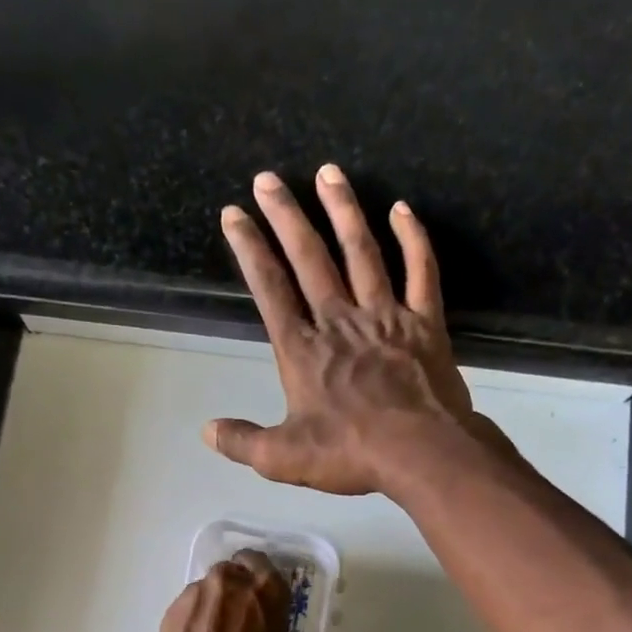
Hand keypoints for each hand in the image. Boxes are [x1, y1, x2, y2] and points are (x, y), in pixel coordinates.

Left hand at [155, 550, 292, 631]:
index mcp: (267, 591)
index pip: (261, 563)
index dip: (257, 580)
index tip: (257, 599)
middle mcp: (231, 582)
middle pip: (231, 574)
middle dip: (232, 592)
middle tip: (233, 621)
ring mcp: (196, 594)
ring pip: (205, 591)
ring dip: (209, 608)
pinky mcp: (171, 612)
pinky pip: (186, 609)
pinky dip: (190, 623)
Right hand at [206, 164, 482, 494]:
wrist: (422, 454)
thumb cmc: (350, 454)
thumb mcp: (283, 459)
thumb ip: (243, 442)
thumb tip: (207, 431)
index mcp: (303, 350)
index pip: (270, 289)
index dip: (249, 250)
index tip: (234, 215)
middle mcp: (340, 321)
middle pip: (309, 258)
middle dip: (286, 216)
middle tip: (268, 178)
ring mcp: (385, 316)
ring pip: (362, 252)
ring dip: (343, 210)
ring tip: (328, 173)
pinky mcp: (424, 323)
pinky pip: (420, 271)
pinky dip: (413, 239)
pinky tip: (402, 210)